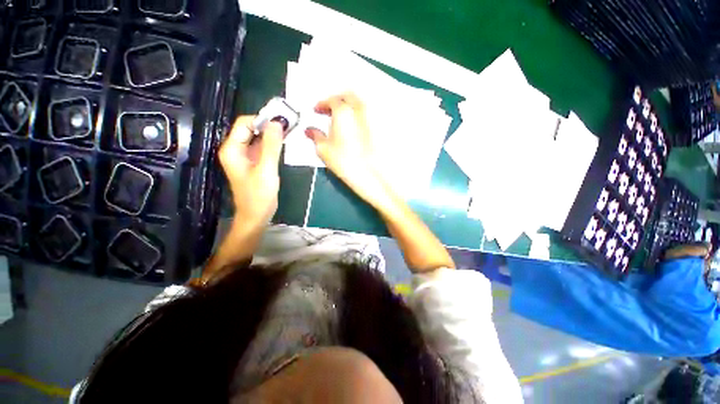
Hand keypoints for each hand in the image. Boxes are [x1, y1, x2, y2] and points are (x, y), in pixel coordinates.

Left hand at [219, 116, 283, 228]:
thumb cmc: (259, 195)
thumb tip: (277, 122)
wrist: (257, 215)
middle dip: (269, 126)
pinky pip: (262, 148)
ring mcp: (245, 157)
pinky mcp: (254, 163)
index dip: (262, 119)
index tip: (282, 121)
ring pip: (258, 138)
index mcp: (232, 149)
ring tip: (289, 134)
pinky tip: (284, 145)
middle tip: (288, 127)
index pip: (244, 123)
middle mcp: (236, 149)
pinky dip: (272, 145)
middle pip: (251, 129)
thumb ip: (271, 145)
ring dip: (272, 135)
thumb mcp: (266, 169)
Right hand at [305, 93, 387, 204]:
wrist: (372, 176)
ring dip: (350, 106)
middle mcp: (360, 109)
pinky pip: (369, 114)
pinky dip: (360, 115)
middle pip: (348, 96)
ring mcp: (373, 117)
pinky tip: (356, 126)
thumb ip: (315, 136)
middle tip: (329, 110)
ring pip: (360, 103)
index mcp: (343, 111)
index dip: (322, 104)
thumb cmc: (347, 162)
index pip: (331, 100)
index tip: (317, 110)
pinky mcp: (381, 127)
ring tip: (342, 118)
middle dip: (337, 100)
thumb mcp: (324, 150)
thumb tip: (310, 131)